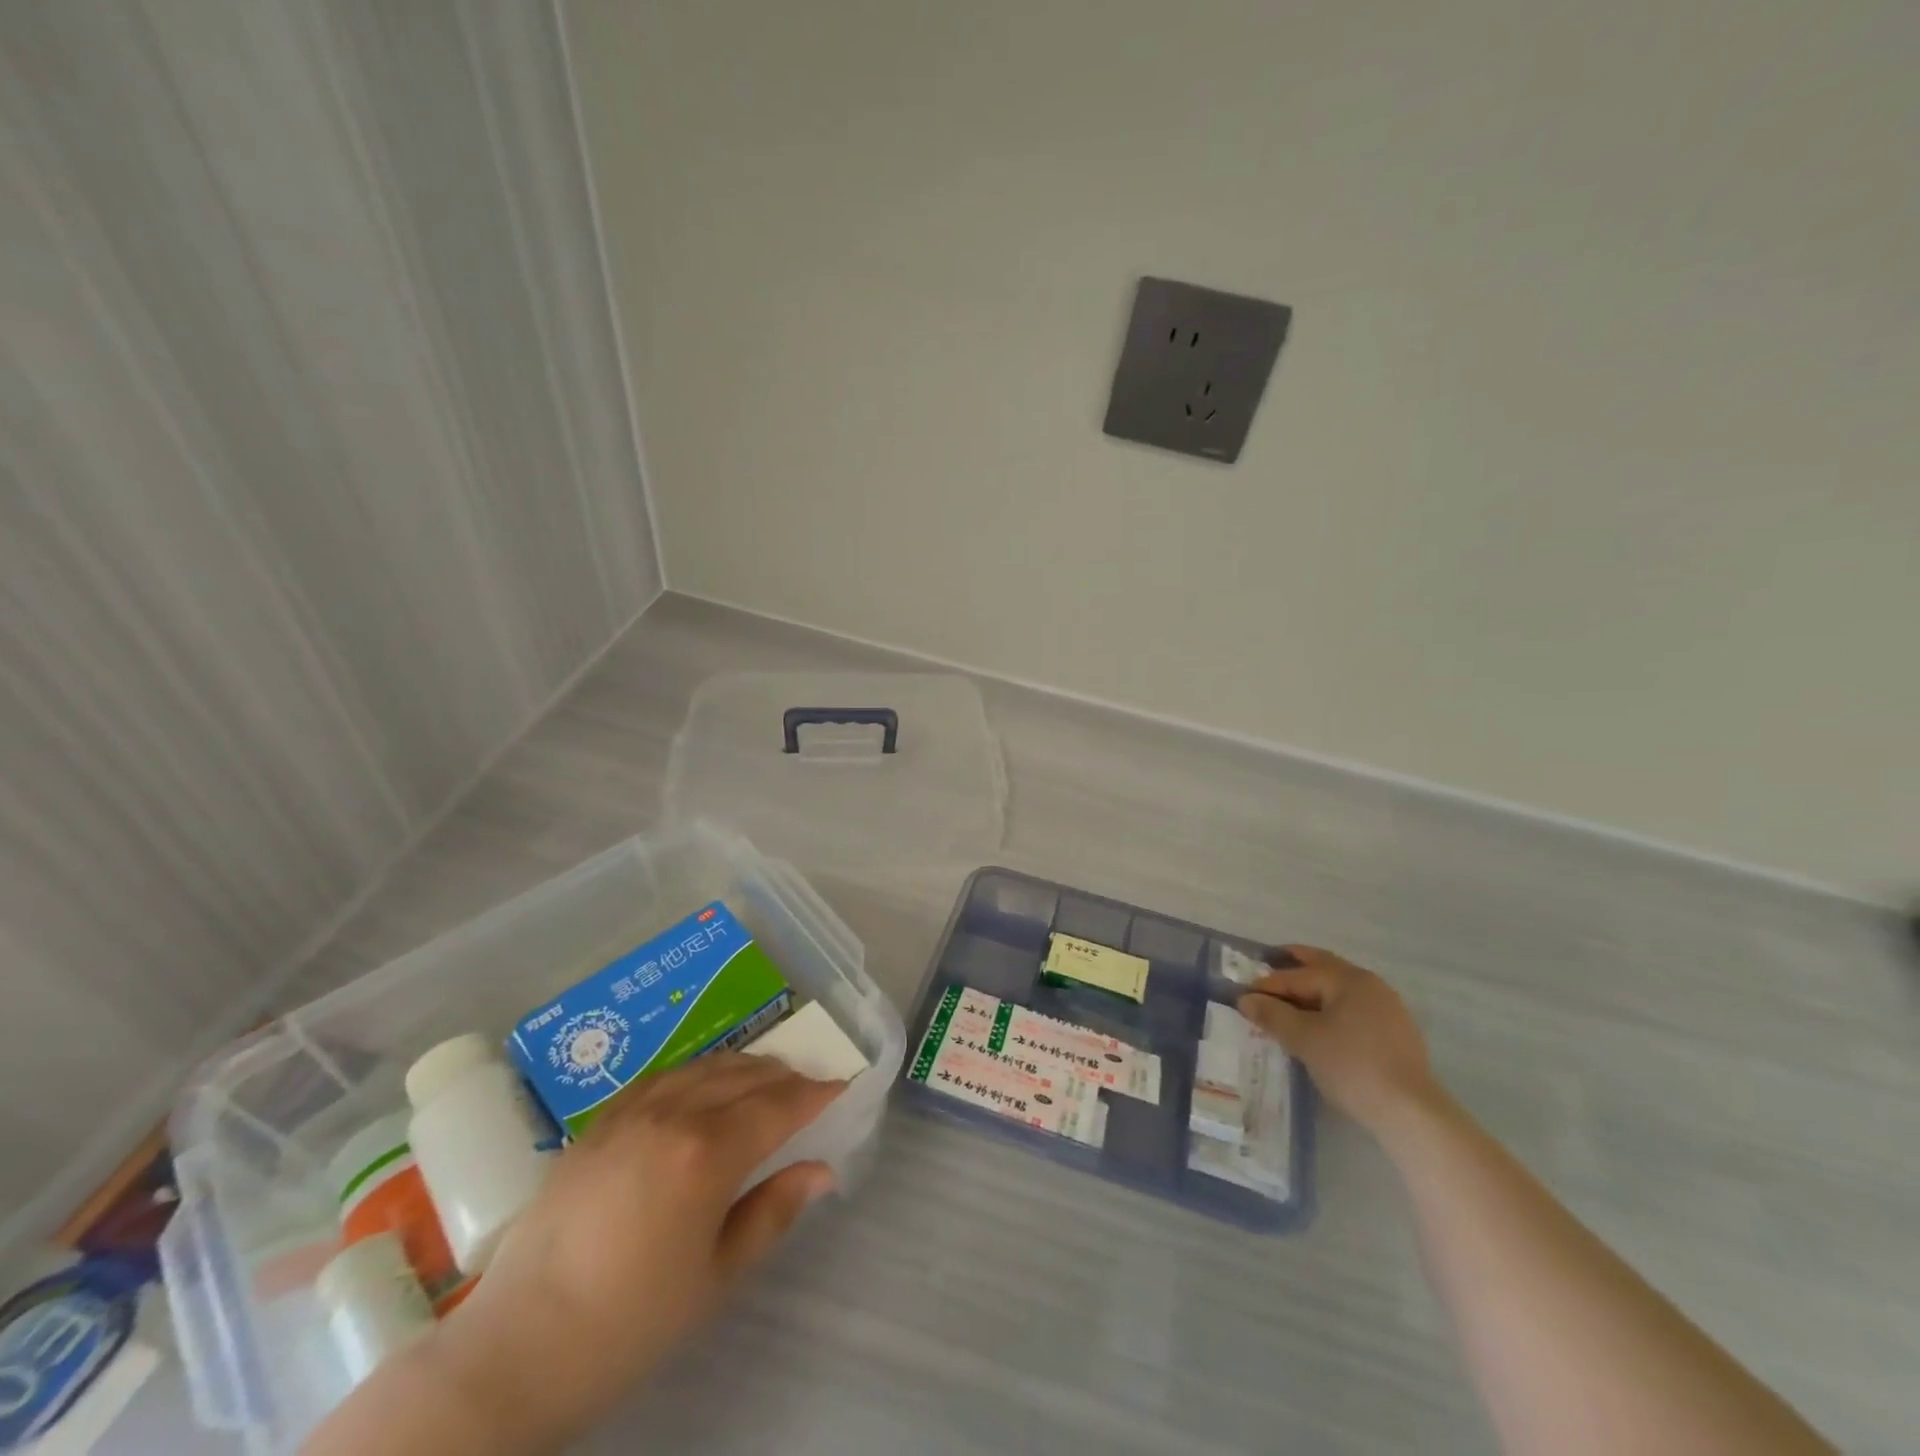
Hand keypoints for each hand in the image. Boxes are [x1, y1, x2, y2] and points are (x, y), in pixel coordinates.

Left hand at [425, 1053, 843, 1448]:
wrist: (517, 1349)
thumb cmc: (628, 1324)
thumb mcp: (716, 1277)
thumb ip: (773, 1211)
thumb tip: (822, 1171)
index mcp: (708, 1152)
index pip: (780, 1105)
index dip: (816, 1094)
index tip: (842, 1087)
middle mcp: (674, 1113)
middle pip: (747, 1076)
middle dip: (786, 1078)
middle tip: (810, 1090)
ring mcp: (632, 1111)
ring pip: (706, 1066)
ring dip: (745, 1068)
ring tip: (766, 1082)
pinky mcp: (601, 1120)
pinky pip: (665, 1075)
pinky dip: (699, 1072)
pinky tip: (704, 1086)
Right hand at [1236, 945, 1440, 1135]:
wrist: (1410, 1113)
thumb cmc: (1351, 1065)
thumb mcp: (1303, 1038)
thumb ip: (1272, 1014)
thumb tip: (1245, 999)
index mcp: (1348, 979)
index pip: (1298, 974)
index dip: (1268, 984)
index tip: (1243, 995)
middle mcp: (1370, 985)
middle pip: (1324, 969)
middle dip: (1294, 969)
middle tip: (1265, 969)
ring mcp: (1387, 1009)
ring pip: (1339, 991)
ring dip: (1311, 992)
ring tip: (1287, 1003)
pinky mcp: (1395, 1034)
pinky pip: (1352, 1010)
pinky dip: (1330, 1009)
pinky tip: (1318, 1026)